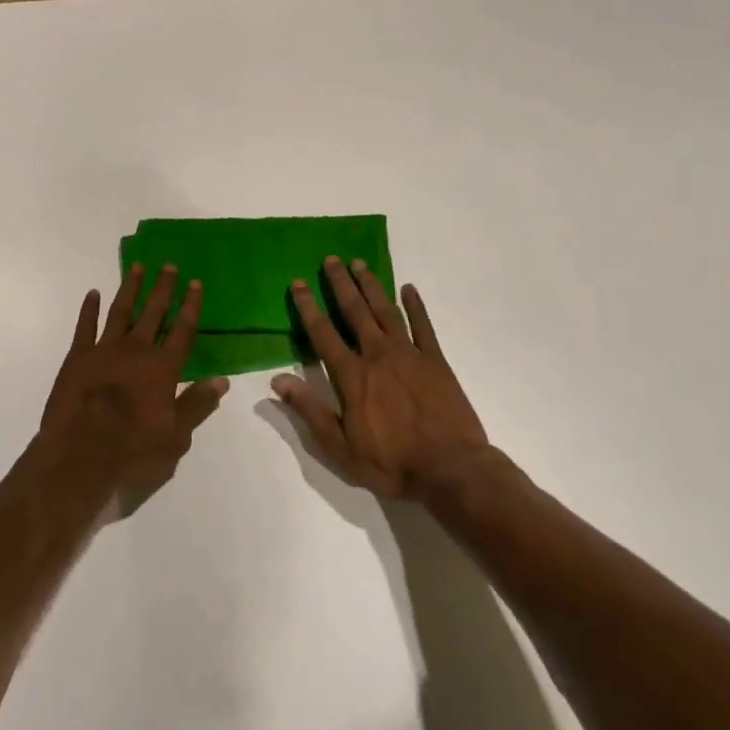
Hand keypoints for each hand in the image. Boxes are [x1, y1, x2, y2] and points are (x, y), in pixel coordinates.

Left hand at [39, 263, 227, 506]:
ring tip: (137, 267)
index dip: (191, 306)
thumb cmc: (133, 452)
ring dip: (131, 289)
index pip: (183, 330)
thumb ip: (197, 405)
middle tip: (169, 265)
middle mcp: (136, 350)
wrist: (80, 456)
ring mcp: (104, 350)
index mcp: (162, 368)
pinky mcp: (77, 358)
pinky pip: (85, 326)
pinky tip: (93, 293)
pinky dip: (89, 309)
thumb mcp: (175, 437)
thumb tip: (221, 380)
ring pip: (121, 311)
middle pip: (153, 313)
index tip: (196, 283)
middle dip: (163, 289)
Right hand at [272, 257, 491, 499]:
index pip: (323, 333)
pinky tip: (408, 288)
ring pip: (385, 311)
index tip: (298, 283)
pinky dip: (415, 305)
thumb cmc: (392, 463)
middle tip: (331, 259)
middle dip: (340, 284)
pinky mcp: (435, 361)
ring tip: (359, 263)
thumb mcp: (340, 447)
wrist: (451, 470)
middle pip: (354, 311)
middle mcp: (377, 354)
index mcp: (352, 375)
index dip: (308, 306)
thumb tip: (278, 379)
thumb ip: (309, 410)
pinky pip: (423, 325)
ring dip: (371, 285)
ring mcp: (409, 354)